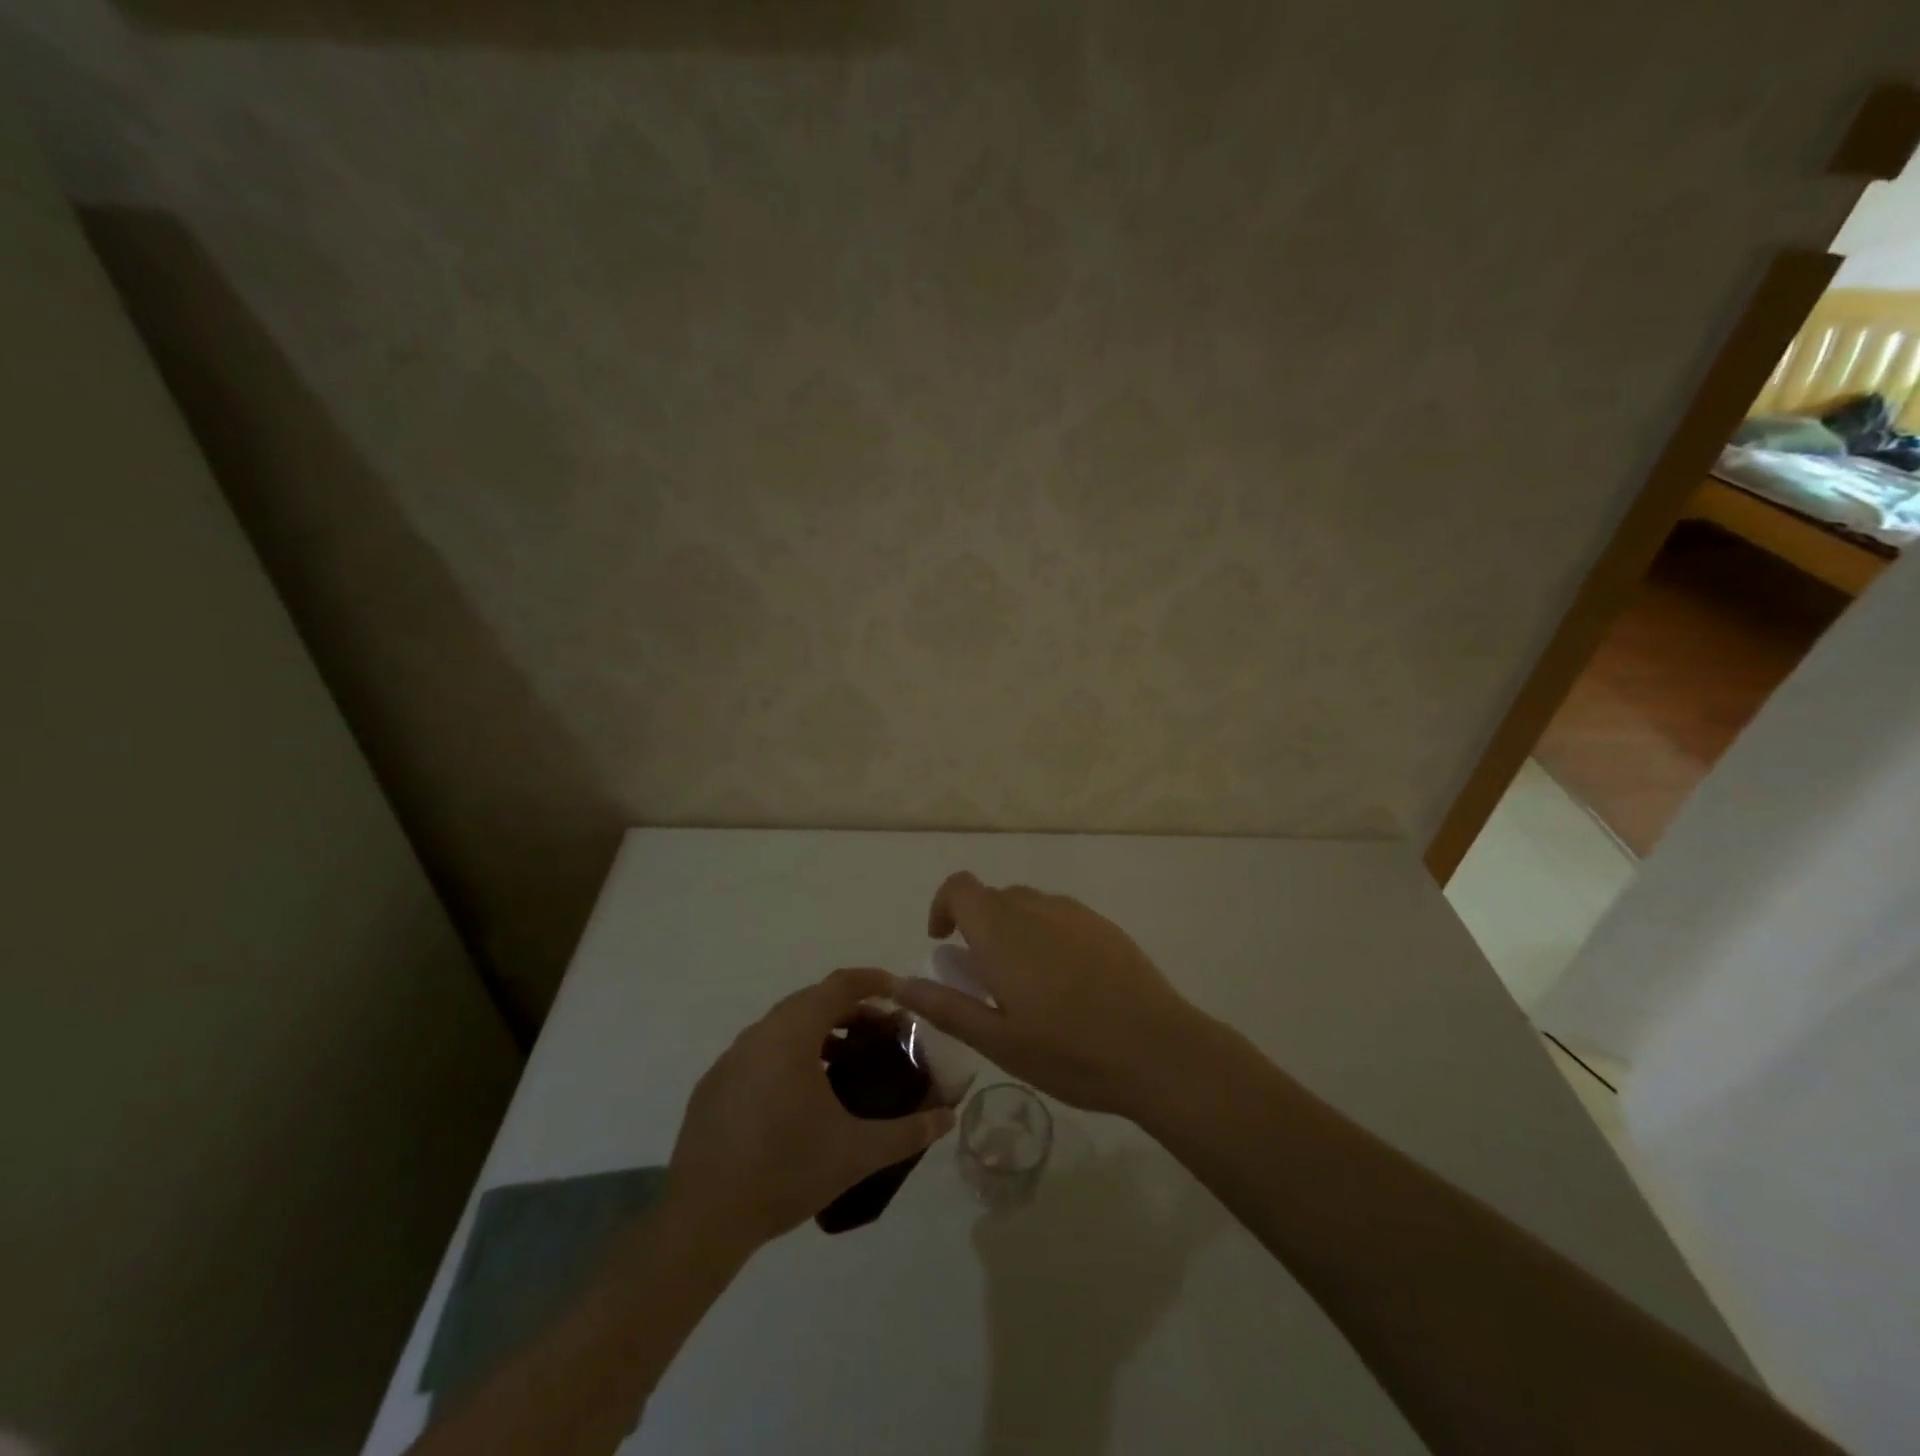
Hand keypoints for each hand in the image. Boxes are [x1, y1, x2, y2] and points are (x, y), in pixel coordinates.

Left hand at [667, 968, 954, 1251]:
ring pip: (782, 1027)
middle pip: (811, 1001)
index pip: (838, 985)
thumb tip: (948, 1117)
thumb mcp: (857, 1153)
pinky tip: (800, 1096)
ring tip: (845, 1062)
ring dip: (818, 1032)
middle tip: (880, 1032)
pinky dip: (788, 1054)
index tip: (899, 991)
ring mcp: (730, 1059)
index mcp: (792, 1035)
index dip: (872, 980)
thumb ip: (908, 1132)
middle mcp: (759, 1034)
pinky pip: (759, 1052)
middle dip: (849, 1008)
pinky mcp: (714, 1086)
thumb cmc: (785, 1171)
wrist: (703, 1219)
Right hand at [892, 873, 1211, 1116]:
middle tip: (985, 980)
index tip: (944, 943)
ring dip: (1012, 931)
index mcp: (1002, 932)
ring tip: (1026, 986)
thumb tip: (901, 984)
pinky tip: (1066, 985)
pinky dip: (1046, 935)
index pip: (960, 887)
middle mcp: (1036, 908)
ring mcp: (1075, 913)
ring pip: (1028, 905)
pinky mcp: (1105, 926)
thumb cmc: (1070, 1052)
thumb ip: (946, 1006)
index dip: (943, 906)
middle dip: (978, 927)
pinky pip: (1060, 916)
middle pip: (993, 897)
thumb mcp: (998, 1041)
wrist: (1159, 1051)